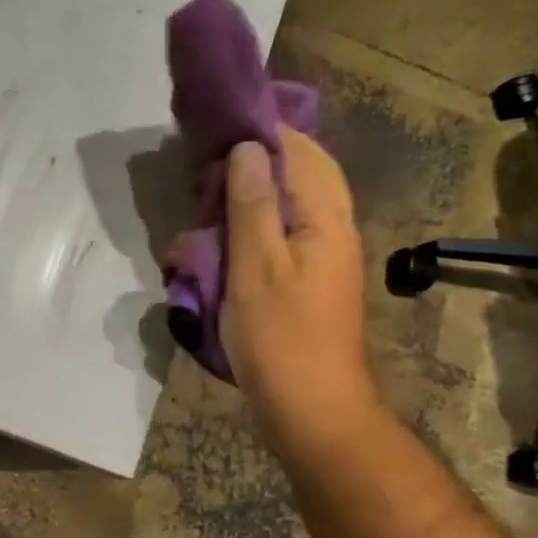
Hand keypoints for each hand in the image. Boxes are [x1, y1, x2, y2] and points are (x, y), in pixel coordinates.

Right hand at [220, 127, 379, 457]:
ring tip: (207, 210)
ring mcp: (322, 259)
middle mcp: (332, 230)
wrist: (312, 410)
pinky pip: (279, 241)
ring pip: (287, 209)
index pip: (300, 151)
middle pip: (299, 176)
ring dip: (248, 202)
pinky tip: (220, 248)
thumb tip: (249, 147)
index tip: (217, 127)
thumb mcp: (257, 267)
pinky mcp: (307, 284)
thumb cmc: (281, 338)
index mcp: (326, 218)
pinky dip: (250, 235)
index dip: (262, 132)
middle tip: (205, 172)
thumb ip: (252, 205)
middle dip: (253, 166)